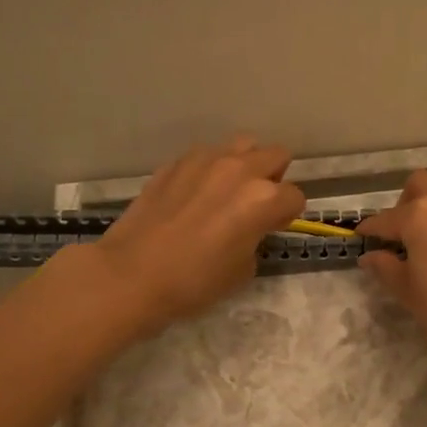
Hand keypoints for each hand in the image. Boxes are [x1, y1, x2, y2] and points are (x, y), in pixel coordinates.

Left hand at [82, 135, 306, 337]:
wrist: (132, 274)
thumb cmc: (194, 282)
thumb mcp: (243, 271)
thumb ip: (256, 238)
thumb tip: (249, 229)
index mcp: (263, 199)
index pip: (294, 196)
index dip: (287, 215)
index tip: (272, 228)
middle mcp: (239, 170)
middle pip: (276, 156)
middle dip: (273, 178)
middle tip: (256, 204)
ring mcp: (205, 161)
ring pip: (242, 145)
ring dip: (245, 164)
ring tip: (228, 191)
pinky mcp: (175, 163)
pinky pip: (206, 155)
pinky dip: (210, 169)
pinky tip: (195, 194)